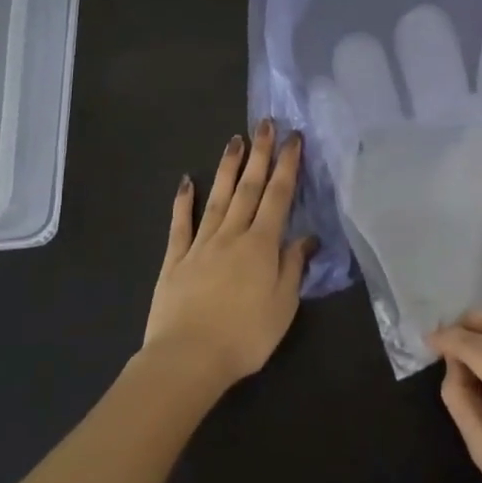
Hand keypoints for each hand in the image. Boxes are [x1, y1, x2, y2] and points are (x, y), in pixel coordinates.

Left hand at [145, 122, 312, 388]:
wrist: (188, 358)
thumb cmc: (245, 336)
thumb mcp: (284, 305)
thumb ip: (293, 267)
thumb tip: (306, 237)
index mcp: (262, 245)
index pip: (278, 197)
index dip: (287, 166)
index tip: (293, 139)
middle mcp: (232, 235)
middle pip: (249, 188)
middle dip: (260, 154)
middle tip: (265, 123)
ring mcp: (201, 244)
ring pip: (219, 197)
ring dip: (229, 167)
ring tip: (236, 140)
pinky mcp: (175, 260)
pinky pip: (181, 224)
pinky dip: (184, 201)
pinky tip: (187, 181)